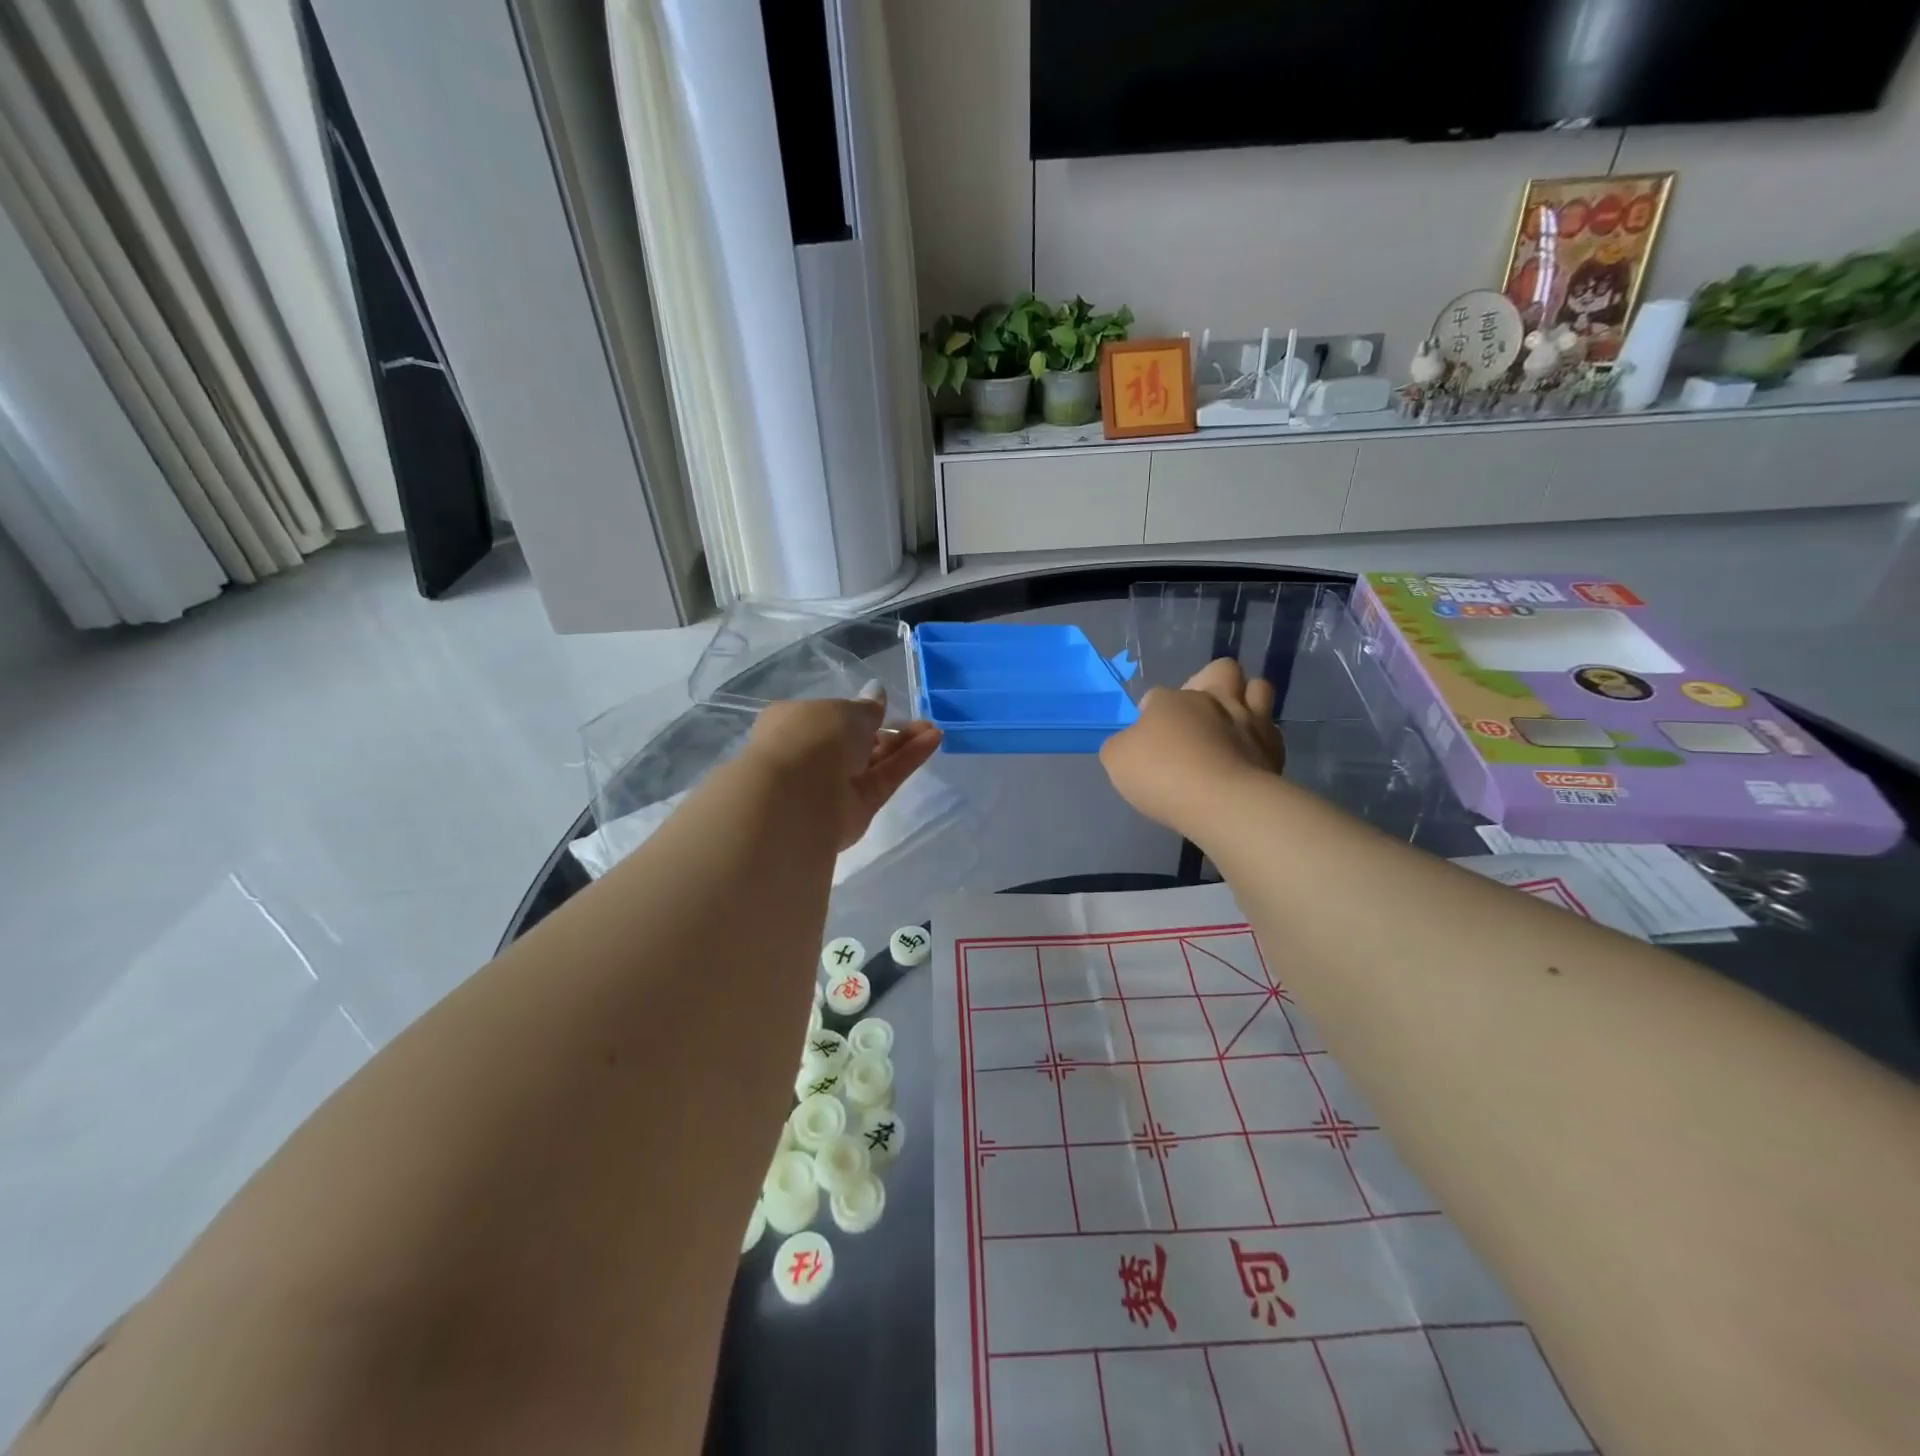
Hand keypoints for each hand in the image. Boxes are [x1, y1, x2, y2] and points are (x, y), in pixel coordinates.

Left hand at [747, 694, 942, 850]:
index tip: (882, 707)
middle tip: (917, 719)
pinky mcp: (857, 807)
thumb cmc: (812, 738)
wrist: (798, 798)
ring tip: (932, 728)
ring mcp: (834, 784)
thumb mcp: (844, 711)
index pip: (828, 716)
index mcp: (794, 724)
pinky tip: (932, 740)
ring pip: (873, 761)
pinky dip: (907, 761)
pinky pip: (885, 778)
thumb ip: (866, 708)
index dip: (856, 712)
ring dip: (902, 743)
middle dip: (886, 729)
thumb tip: (876, 692)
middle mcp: (812, 754)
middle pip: (855, 741)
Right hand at [1099, 659, 1283, 835]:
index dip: (1150, 712)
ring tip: (1233, 723)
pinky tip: (1248, 755)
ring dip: (1247, 698)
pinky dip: (1260, 738)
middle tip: (1197, 713)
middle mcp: (1214, 700)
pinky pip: (1271, 731)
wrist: (1222, 802)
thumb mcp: (1117, 760)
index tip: (1147, 738)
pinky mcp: (1274, 749)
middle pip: (1221, 670)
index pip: (1156, 695)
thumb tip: (1133, 743)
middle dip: (1211, 681)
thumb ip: (1122, 745)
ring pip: (1258, 688)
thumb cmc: (1162, 775)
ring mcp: (1250, 721)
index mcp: (1172, 700)